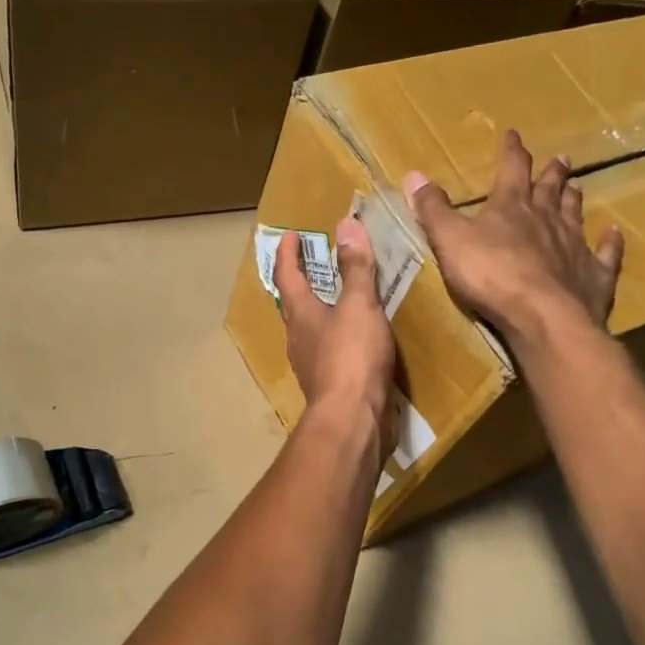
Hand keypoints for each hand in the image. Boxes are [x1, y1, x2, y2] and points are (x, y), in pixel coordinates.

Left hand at [276, 219, 394, 433]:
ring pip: (310, 327)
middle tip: (314, 260)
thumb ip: (355, 267)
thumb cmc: (352, 357)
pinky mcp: (328, 383)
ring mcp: (311, 363)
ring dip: (319, 307)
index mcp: (300, 314)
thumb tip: (346, 224)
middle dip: (301, 279)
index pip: (286, 275)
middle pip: (294, 302)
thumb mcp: (358, 305)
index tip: (289, 234)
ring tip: (338, 294)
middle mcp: (299, 337)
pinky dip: (337, 333)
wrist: (352, 420)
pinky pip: (329, 348)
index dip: (287, 253)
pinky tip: (355, 336)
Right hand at [403, 129, 623, 339]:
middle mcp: (547, 219)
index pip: (511, 169)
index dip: (511, 151)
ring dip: (574, 199)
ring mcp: (575, 246)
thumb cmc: (490, 275)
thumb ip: (433, 209)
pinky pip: (605, 253)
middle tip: (561, 158)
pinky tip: (614, 232)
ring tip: (577, 186)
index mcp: (511, 207)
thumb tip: (414, 175)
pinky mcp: (594, 275)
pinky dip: (610, 242)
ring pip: (575, 214)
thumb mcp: (449, 240)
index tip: (513, 135)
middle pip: (550, 189)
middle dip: (551, 173)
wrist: (543, 316)